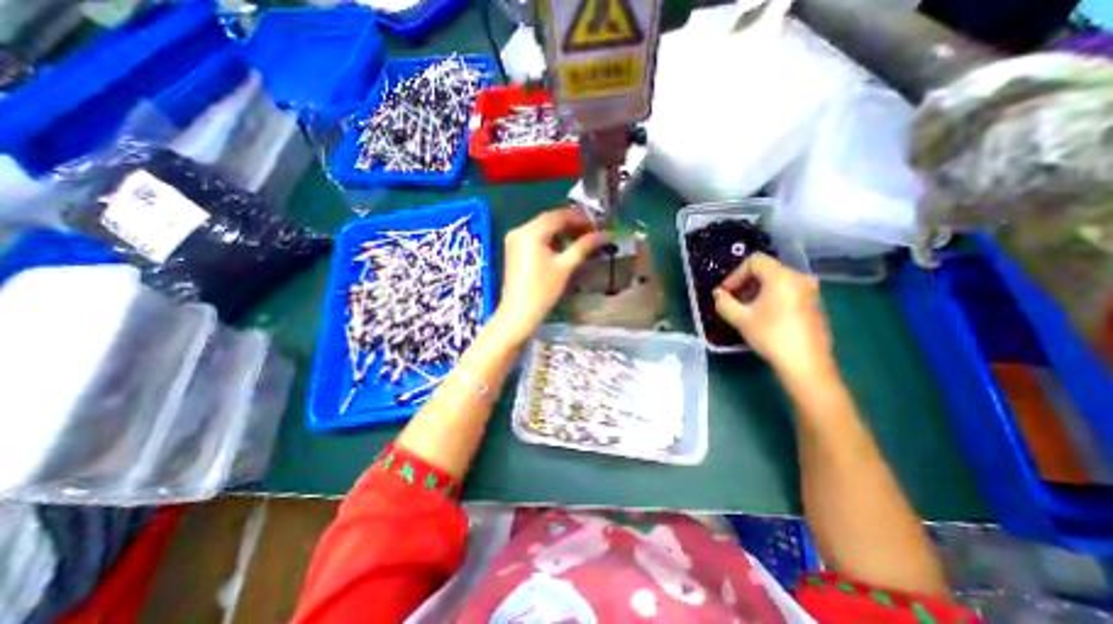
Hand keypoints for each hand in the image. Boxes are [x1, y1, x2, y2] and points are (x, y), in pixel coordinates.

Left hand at [490, 210, 606, 344]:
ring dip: (561, 232)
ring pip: (542, 228)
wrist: (519, 312)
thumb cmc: (543, 290)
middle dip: (571, 224)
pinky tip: (562, 249)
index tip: (597, 225)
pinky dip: (550, 239)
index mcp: (531, 232)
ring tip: (580, 241)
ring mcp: (514, 240)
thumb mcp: (565, 266)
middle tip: (591, 233)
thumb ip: (584, 246)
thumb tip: (605, 234)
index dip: (580, 218)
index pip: (559, 216)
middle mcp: (520, 230)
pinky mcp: (514, 249)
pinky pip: (535, 237)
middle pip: (549, 220)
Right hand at [712, 252, 834, 379]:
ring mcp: (810, 291)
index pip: (754, 261)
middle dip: (745, 283)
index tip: (726, 292)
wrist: (806, 364)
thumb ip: (724, 302)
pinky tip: (764, 316)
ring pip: (777, 281)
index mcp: (781, 277)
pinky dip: (772, 297)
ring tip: (746, 310)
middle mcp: (799, 278)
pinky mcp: (814, 304)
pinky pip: (788, 291)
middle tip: (733, 301)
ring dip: (757, 291)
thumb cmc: (771, 336)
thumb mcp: (740, 319)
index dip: (735, 274)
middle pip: (766, 270)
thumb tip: (718, 294)